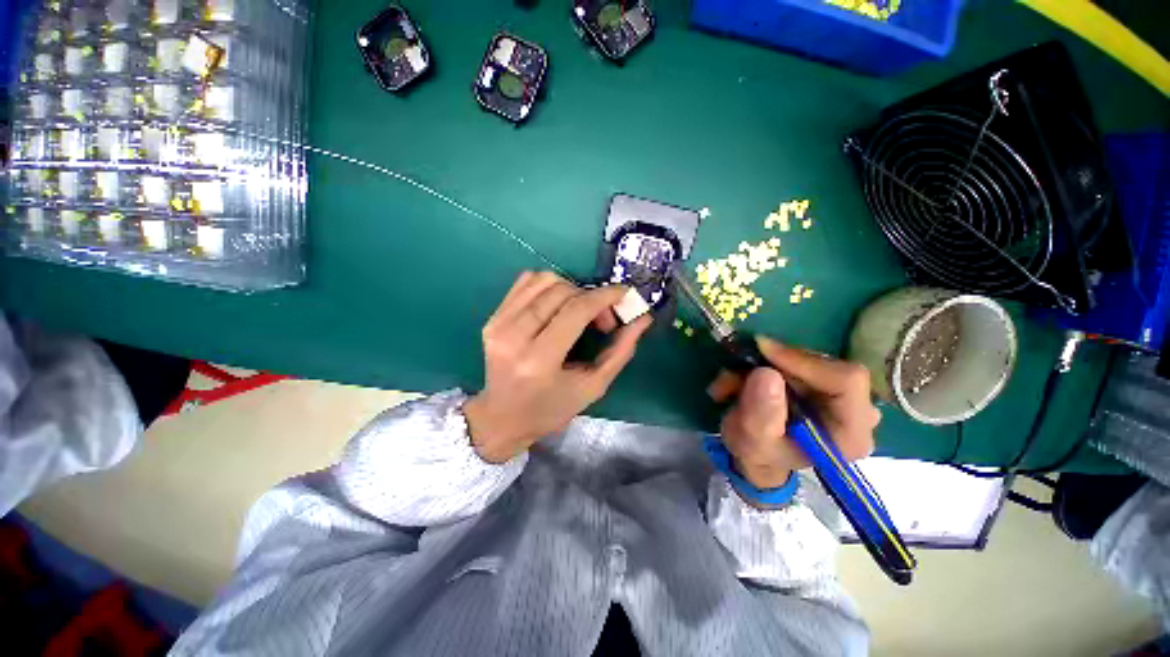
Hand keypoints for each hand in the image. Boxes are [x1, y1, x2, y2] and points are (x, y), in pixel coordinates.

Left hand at [464, 272, 652, 463]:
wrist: (502, 417)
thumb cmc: (551, 409)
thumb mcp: (593, 387)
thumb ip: (620, 351)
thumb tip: (642, 318)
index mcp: (539, 361)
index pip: (576, 311)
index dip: (604, 297)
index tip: (624, 294)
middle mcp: (513, 337)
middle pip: (561, 292)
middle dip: (591, 297)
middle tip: (603, 320)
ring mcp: (498, 324)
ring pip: (543, 280)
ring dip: (571, 289)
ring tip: (580, 312)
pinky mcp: (492, 318)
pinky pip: (525, 282)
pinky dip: (549, 286)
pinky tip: (558, 305)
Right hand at [708, 337, 878, 489]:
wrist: (759, 456)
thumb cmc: (760, 455)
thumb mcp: (752, 441)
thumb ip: (761, 414)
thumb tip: (766, 373)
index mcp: (851, 433)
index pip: (846, 380)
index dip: (803, 361)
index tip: (762, 352)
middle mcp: (857, 411)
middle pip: (823, 365)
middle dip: (772, 364)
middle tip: (734, 375)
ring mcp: (842, 395)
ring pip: (803, 359)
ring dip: (760, 365)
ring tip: (729, 384)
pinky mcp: (823, 382)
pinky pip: (795, 360)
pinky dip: (762, 364)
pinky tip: (738, 381)